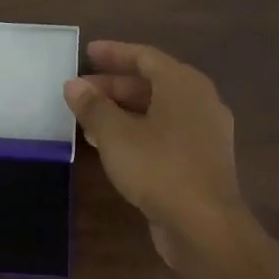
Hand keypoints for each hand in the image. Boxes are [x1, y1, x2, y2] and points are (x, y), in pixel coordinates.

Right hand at [62, 40, 247, 270]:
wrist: (204, 225)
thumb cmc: (159, 168)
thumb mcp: (115, 135)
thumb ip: (93, 107)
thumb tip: (74, 85)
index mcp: (183, 85)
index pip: (145, 57)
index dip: (114, 53)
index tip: (87, 52)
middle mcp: (199, 102)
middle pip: (153, 83)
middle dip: (114, 85)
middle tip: (81, 91)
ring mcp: (204, 133)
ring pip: (158, 110)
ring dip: (123, 110)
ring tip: (88, 118)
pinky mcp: (201, 160)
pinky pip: (165, 132)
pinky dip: (138, 130)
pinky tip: (112, 145)